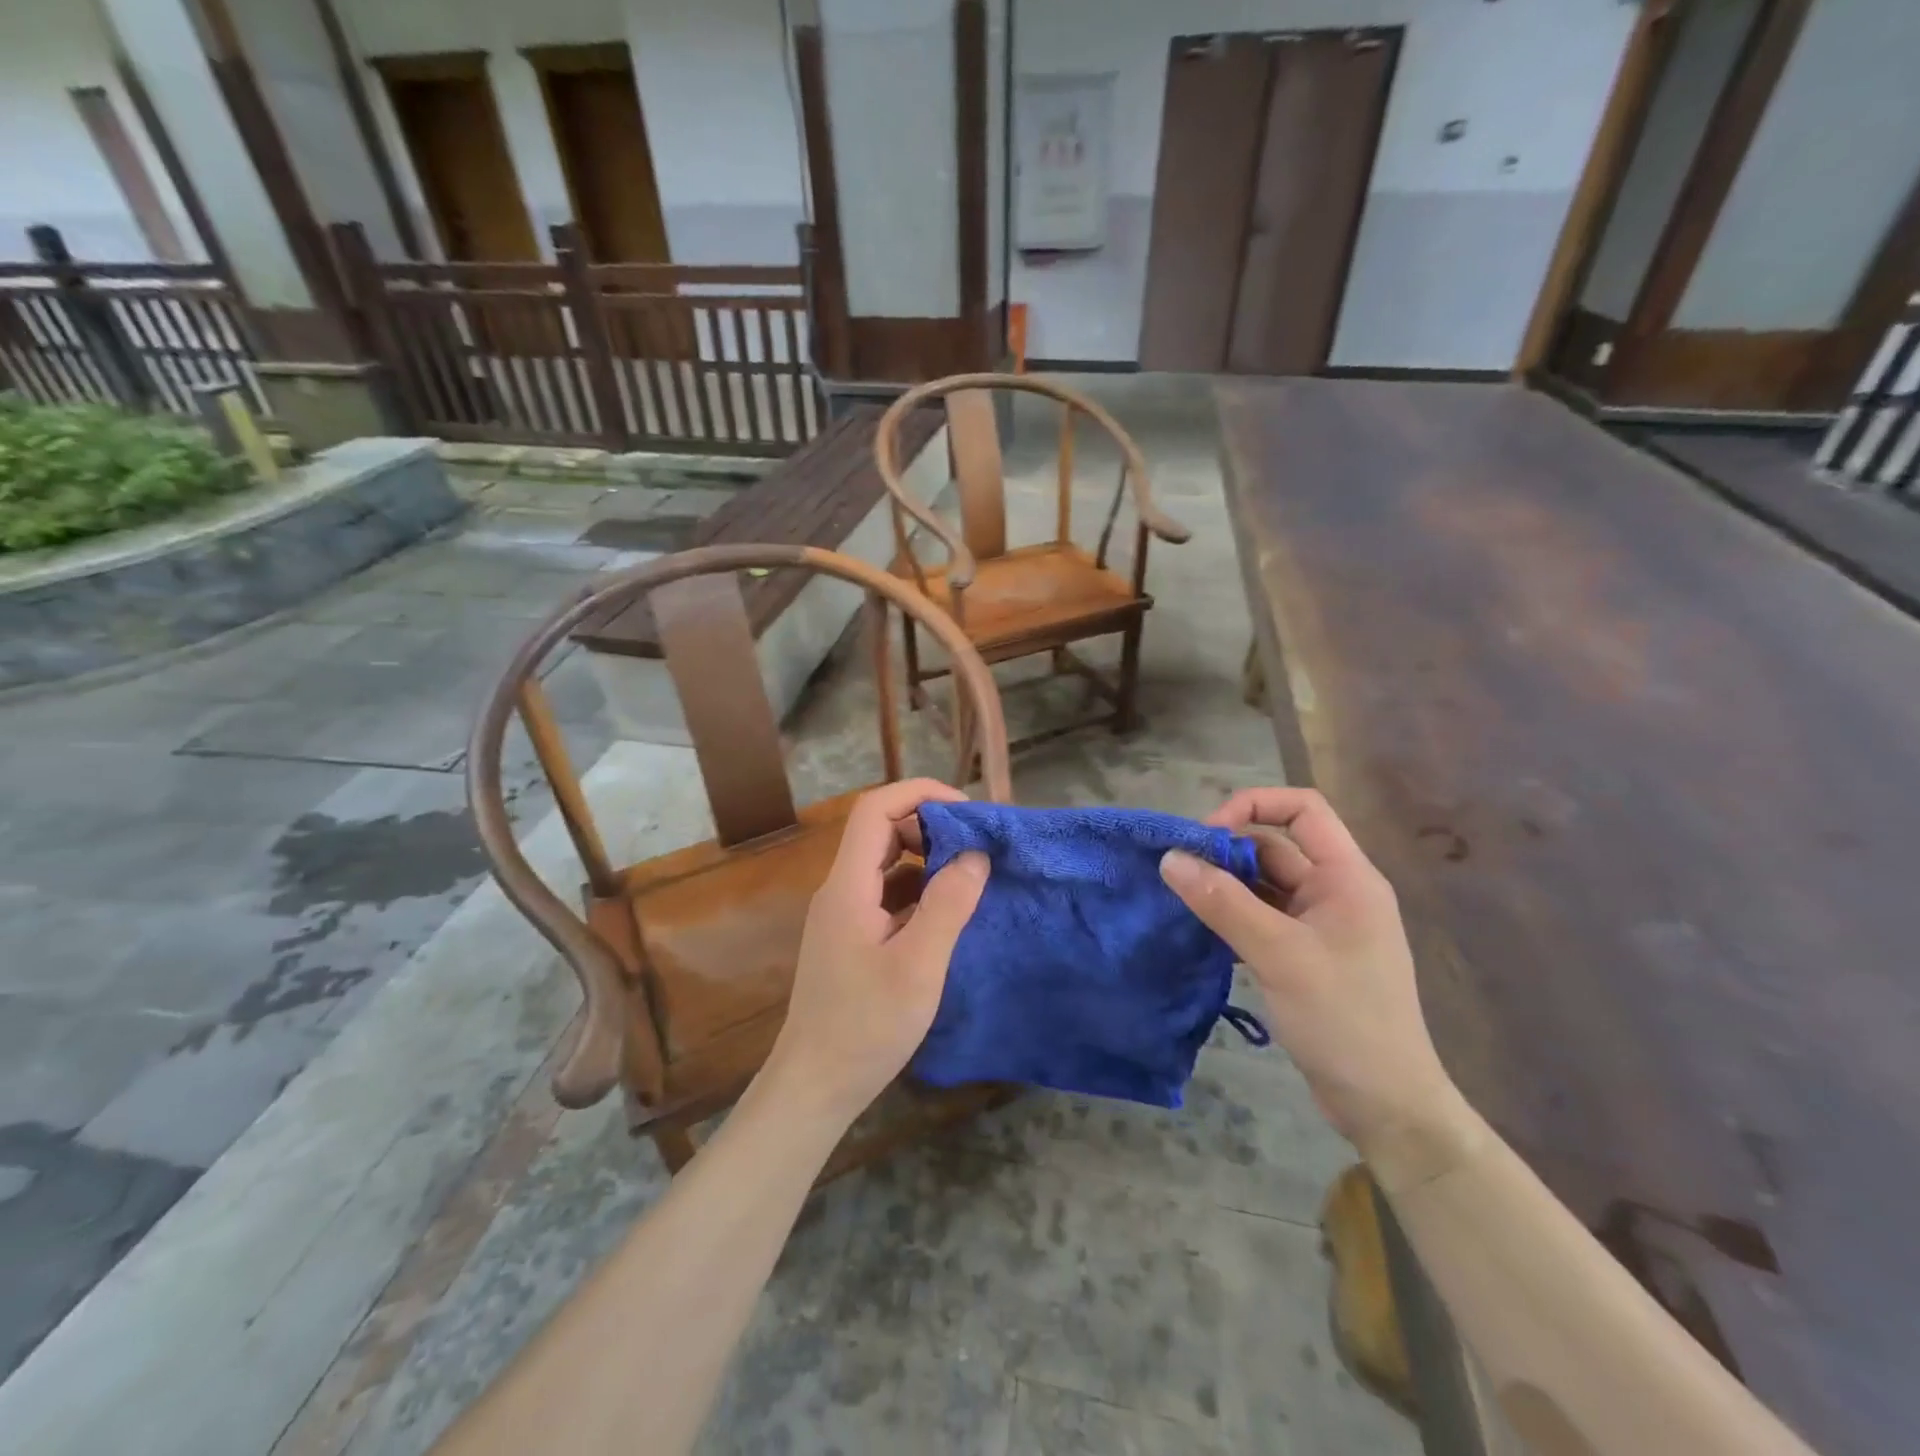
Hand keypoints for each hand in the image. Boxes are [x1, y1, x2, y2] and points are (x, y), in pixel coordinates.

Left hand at [764, 779, 989, 1127]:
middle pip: (881, 832)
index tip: (967, 811)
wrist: (815, 1086)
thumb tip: (975, 854)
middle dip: (930, 827)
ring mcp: (843, 915)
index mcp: (848, 886)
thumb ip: (948, 905)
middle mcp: (840, 890)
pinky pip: (887, 895)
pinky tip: (948, 913)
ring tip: (971, 876)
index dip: (920, 794)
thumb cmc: (865, 1026)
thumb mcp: (918, 966)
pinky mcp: (851, 938)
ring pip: (885, 864)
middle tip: (976, 847)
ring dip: (927, 860)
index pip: (875, 809)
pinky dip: (919, 891)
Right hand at [1160, 788, 1472, 1184]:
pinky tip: (1200, 929)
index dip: (1253, 806)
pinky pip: (1261, 917)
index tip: (1207, 836)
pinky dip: (1231, 916)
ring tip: (1180, 898)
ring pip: (1263, 884)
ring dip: (1224, 886)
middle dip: (1226, 852)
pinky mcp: (1305, 955)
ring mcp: (1320, 925)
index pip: (1303, 809)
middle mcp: (1335, 891)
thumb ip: (1223, 903)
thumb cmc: (1343, 1019)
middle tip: (1178, 872)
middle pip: (1274, 846)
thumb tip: (1169, 858)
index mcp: (1347, 877)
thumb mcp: (1279, 954)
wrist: (1386, 1105)